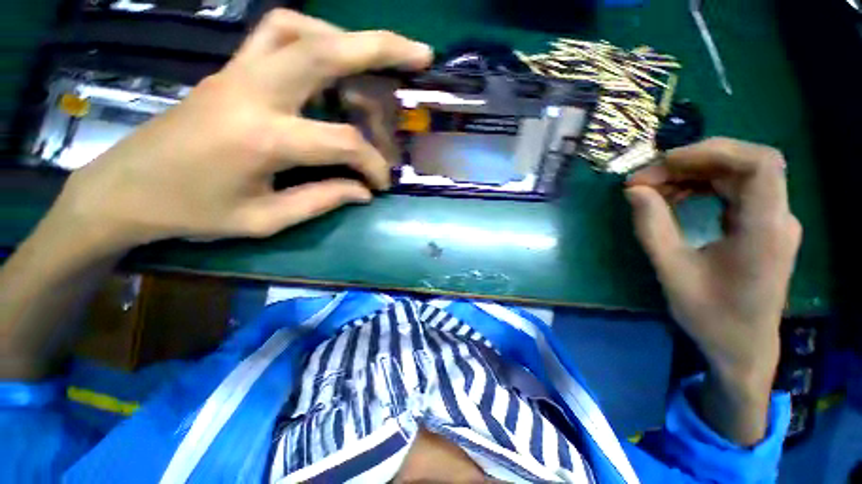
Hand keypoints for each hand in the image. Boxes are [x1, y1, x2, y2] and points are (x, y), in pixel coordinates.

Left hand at [51, 10, 432, 254]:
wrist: (127, 190)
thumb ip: (322, 201)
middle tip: (420, 55)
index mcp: (262, 138)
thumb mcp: (265, 219)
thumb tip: (363, 191)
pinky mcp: (230, 70)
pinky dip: (312, 36)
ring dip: (346, 38)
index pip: (343, 142)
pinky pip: (275, 33)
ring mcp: (237, 72)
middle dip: (382, 48)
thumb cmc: (193, 213)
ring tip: (376, 60)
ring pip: (299, 28)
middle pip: (326, 50)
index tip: (382, 184)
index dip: (373, 164)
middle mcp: (252, 91)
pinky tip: (329, 59)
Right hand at [625, 138, 800, 442]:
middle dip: (690, 163)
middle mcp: (777, 217)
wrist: (742, 347)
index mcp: (765, 231)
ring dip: (692, 174)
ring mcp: (772, 220)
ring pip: (736, 174)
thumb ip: (651, 227)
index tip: (665, 163)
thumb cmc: (710, 316)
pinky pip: (733, 190)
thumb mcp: (671, 272)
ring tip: (652, 189)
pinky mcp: (761, 225)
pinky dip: (700, 186)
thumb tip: (633, 190)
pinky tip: (674, 197)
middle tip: (645, 180)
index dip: (713, 151)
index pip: (759, 164)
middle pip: (743, 164)